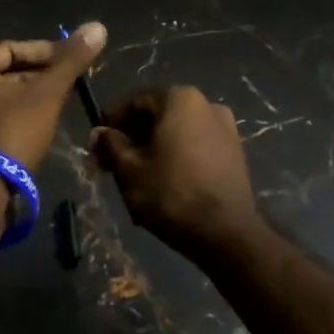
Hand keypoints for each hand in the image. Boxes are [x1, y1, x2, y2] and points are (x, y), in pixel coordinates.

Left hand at [0, 22, 107, 170]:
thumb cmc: (14, 131)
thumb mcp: (48, 94)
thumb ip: (71, 61)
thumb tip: (98, 26)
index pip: (12, 48)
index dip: (45, 52)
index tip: (71, 62)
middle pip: (6, 72)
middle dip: (39, 76)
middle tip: (69, 84)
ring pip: (1, 97)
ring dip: (29, 98)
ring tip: (58, 106)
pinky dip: (16, 117)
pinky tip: (38, 128)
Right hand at [88, 87, 261, 259]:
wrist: (226, 233)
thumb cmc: (171, 194)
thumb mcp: (129, 170)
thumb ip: (111, 145)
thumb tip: (99, 132)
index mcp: (180, 99)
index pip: (136, 102)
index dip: (112, 123)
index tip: (98, 144)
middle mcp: (207, 104)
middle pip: (158, 116)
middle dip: (134, 138)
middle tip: (113, 163)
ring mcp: (226, 128)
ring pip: (177, 133)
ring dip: (154, 149)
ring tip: (136, 177)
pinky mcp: (235, 153)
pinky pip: (196, 146)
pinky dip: (177, 157)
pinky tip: (164, 182)